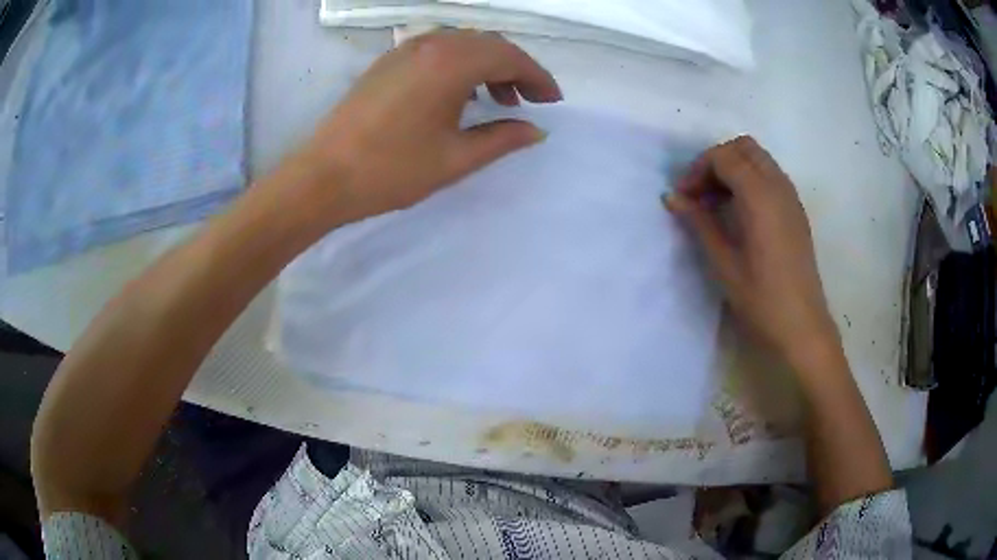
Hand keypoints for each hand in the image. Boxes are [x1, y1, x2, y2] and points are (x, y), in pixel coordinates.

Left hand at [284, 30, 561, 226]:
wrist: (323, 177)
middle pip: (487, 44)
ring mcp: (404, 50)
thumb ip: (502, 139)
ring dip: (486, 66)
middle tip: (528, 102)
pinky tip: (458, 95)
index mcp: (451, 63)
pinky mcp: (387, 62)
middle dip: (515, 69)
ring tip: (496, 101)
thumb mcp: (456, 159)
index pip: (509, 57)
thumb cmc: (391, 170)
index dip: (537, 77)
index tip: (553, 101)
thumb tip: (536, 131)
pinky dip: (458, 66)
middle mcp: (430, 45)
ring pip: (461, 45)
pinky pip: (436, 51)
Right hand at [667, 136, 838, 365]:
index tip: (683, 198)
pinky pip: (771, 176)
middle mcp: (779, 187)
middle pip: (743, 148)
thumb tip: (672, 197)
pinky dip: (750, 180)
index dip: (698, 170)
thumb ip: (699, 222)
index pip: (724, 157)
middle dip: (716, 161)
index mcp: (760, 196)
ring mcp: (791, 198)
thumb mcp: (724, 263)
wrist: (802, 328)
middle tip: (699, 193)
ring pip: (759, 159)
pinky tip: (740, 212)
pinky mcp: (796, 212)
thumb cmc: (762, 299)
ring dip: (734, 168)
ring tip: (716, 202)